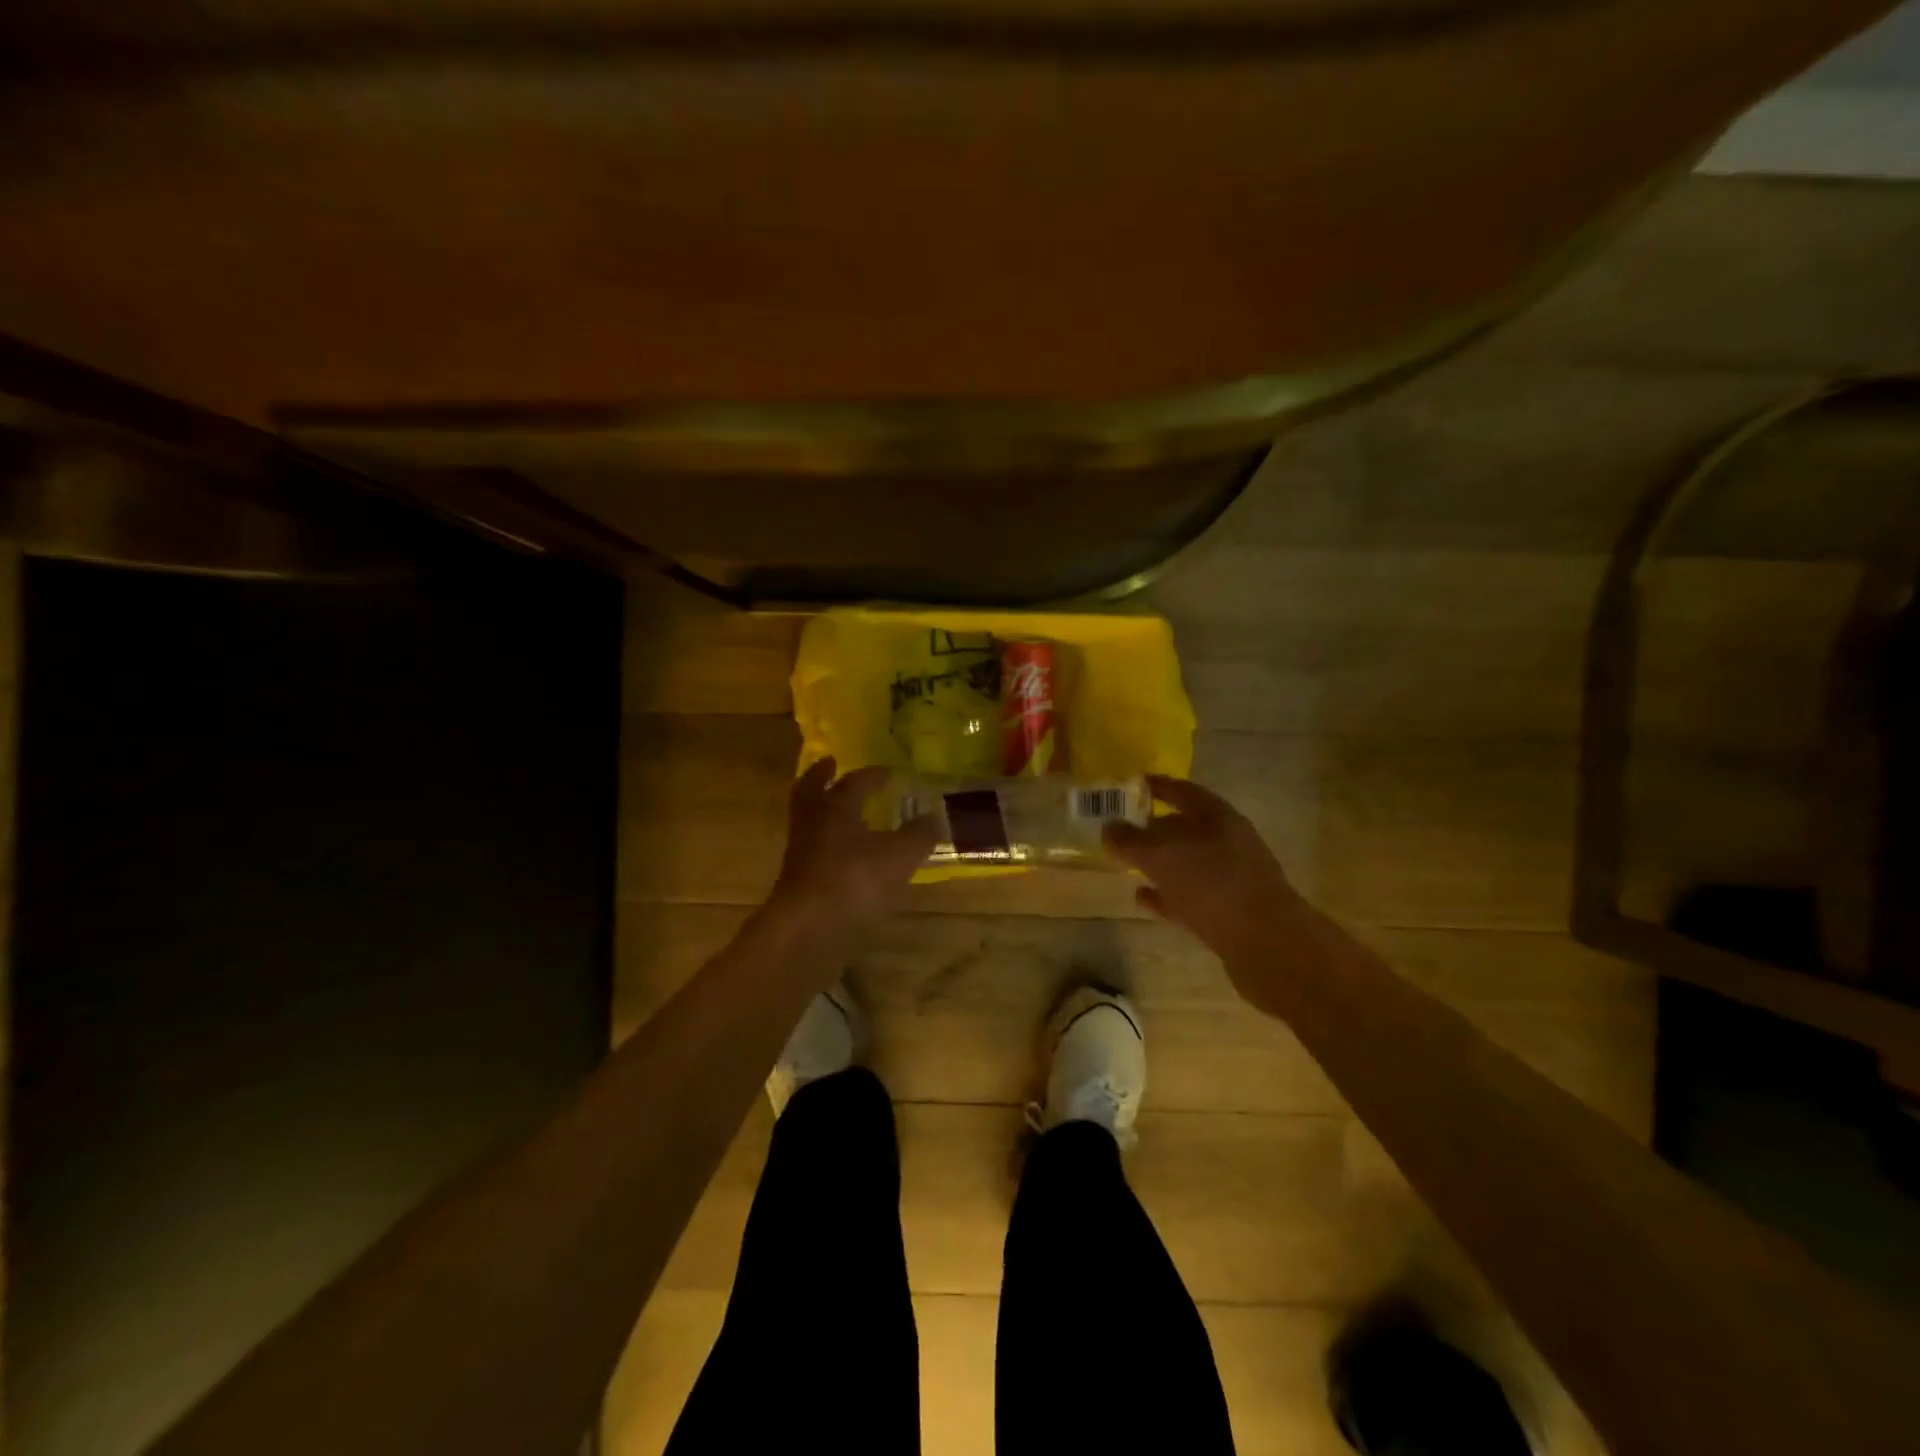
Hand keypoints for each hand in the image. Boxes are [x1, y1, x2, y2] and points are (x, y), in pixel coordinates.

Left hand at [769, 758, 937, 935]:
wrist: (808, 930)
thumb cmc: (854, 880)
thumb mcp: (900, 856)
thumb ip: (919, 834)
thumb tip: (934, 816)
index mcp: (835, 806)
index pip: (854, 781)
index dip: (873, 774)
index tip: (888, 771)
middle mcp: (812, 823)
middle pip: (810, 790)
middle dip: (822, 776)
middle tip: (831, 766)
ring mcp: (801, 854)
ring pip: (809, 822)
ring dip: (824, 813)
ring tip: (845, 814)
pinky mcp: (798, 883)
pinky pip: (813, 853)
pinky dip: (828, 847)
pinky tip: (848, 858)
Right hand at [1103, 775, 1303, 1010]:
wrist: (1266, 942)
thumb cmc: (1211, 883)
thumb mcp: (1161, 855)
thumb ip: (1131, 840)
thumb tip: (1109, 828)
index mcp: (1217, 816)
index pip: (1182, 791)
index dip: (1156, 786)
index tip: (1131, 785)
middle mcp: (1227, 841)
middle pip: (1185, 827)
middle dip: (1153, 828)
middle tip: (1121, 831)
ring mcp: (1231, 877)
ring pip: (1187, 862)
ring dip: (1159, 864)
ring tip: (1126, 866)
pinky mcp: (1229, 910)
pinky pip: (1190, 895)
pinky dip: (1167, 895)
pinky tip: (1143, 898)